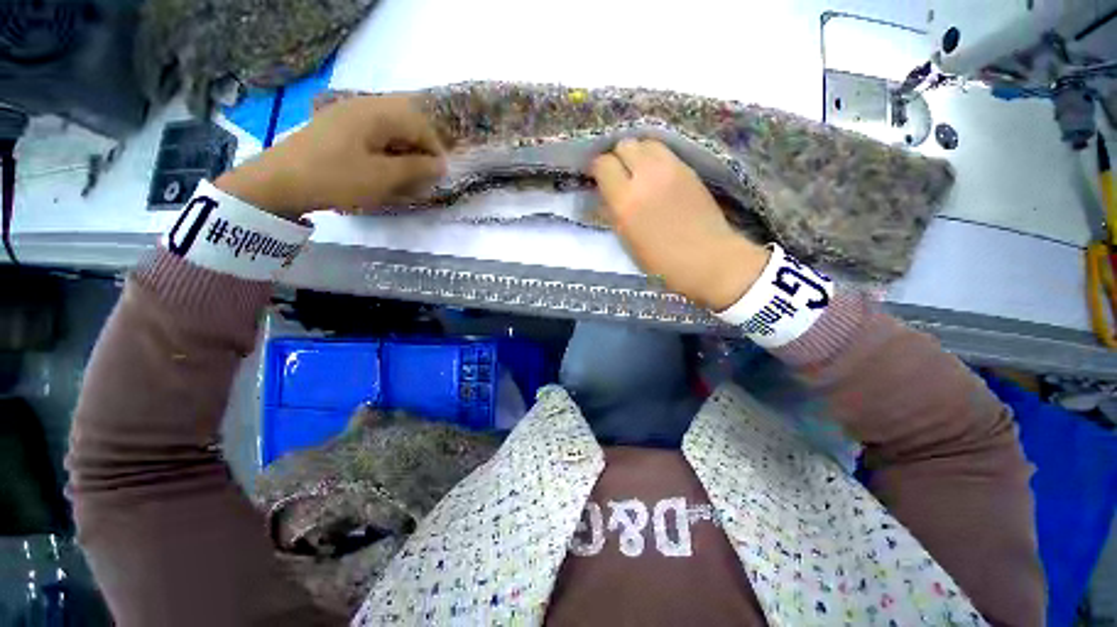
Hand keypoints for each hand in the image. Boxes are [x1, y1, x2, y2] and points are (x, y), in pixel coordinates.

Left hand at [215, 95, 445, 217]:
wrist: (278, 182)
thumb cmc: (337, 178)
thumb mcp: (383, 177)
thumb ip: (417, 169)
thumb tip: (441, 165)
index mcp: (376, 113)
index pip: (420, 124)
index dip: (435, 150)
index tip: (439, 175)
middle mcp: (362, 106)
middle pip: (404, 125)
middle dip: (418, 153)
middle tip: (421, 179)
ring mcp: (345, 115)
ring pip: (388, 132)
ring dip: (401, 154)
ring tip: (402, 179)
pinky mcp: (335, 128)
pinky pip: (370, 137)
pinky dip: (383, 154)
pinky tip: (379, 172)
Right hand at [591, 139, 770, 310]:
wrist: (706, 258)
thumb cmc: (660, 261)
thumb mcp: (627, 242)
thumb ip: (612, 214)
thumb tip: (604, 197)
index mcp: (626, 201)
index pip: (603, 164)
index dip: (597, 169)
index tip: (598, 178)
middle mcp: (646, 176)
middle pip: (625, 144)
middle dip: (617, 156)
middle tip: (618, 173)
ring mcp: (671, 168)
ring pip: (646, 142)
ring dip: (637, 152)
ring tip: (638, 170)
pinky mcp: (689, 168)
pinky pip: (665, 151)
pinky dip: (655, 157)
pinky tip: (656, 174)